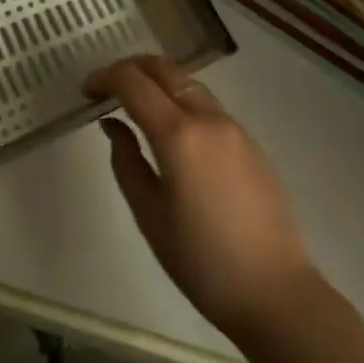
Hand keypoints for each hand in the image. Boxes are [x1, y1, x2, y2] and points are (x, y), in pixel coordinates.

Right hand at [87, 55, 315, 341]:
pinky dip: (180, 100)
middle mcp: (207, 118)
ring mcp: (233, 127)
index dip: (105, 77)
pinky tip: (172, 129)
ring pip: (188, 82)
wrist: (277, 295)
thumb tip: (113, 125)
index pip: (133, 82)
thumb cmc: (203, 262)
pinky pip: (207, 104)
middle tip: (108, 87)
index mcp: (178, 134)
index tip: (87, 91)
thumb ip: (126, 161)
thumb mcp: (149, 215)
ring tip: (137, 104)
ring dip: (158, 81)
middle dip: (131, 68)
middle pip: (164, 69)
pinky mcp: (250, 142)